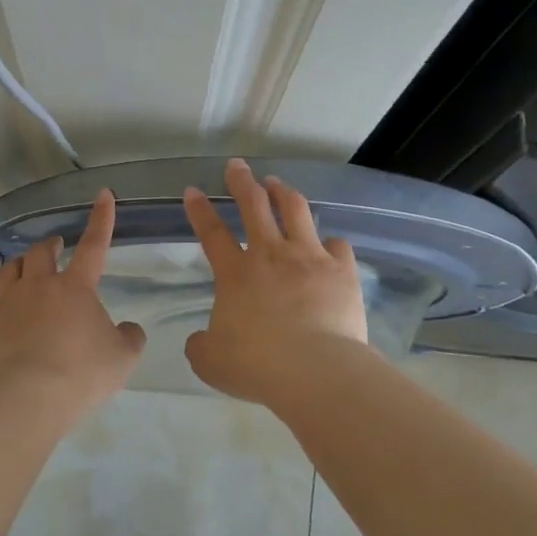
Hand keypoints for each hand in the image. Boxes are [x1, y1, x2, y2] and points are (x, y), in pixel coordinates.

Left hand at [0, 189, 146, 408]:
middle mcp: (39, 286)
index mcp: (75, 287)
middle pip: (40, 252)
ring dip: (19, 265)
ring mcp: (7, 304)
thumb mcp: (123, 358)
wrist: (27, 397)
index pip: (94, 245)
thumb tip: (128, 328)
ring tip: (24, 269)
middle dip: (50, 245)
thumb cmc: (82, 372)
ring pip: (8, 270)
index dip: (101, 219)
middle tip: (56, 247)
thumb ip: (130, 337)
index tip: (103, 195)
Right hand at [182, 158, 367, 403]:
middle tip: (237, 165)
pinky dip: (331, 242)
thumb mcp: (210, 361)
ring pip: (296, 211)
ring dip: (283, 193)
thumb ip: (201, 345)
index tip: (193, 190)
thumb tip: (200, 340)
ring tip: (277, 183)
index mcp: (235, 274)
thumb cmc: (257, 365)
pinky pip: (338, 246)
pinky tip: (330, 243)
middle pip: (254, 206)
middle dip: (242, 182)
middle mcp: (271, 255)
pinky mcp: (342, 271)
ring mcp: (310, 258)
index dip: (200, 210)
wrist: (315, 370)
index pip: (212, 233)